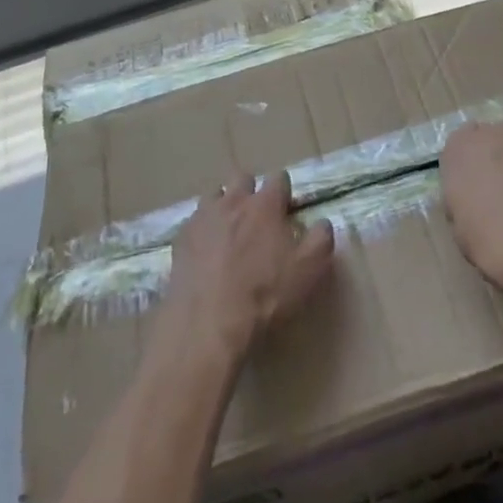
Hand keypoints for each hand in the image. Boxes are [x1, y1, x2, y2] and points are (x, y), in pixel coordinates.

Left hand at [157, 172, 335, 370]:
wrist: (208, 324)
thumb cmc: (265, 295)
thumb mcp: (309, 270)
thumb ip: (321, 239)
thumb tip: (323, 223)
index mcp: (265, 204)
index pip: (279, 178)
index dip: (284, 193)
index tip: (286, 211)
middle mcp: (233, 201)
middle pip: (242, 179)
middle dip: (251, 192)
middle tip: (256, 220)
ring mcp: (202, 217)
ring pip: (214, 195)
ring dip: (223, 206)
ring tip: (228, 232)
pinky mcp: (180, 239)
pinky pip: (193, 222)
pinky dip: (202, 230)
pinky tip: (205, 253)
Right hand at [440, 124, 502, 295]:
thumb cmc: (480, 232)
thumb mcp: (457, 216)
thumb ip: (464, 194)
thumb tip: (476, 197)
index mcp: (456, 148)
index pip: (464, 146)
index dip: (475, 165)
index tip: (481, 184)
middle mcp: (484, 131)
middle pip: (494, 140)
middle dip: (500, 159)